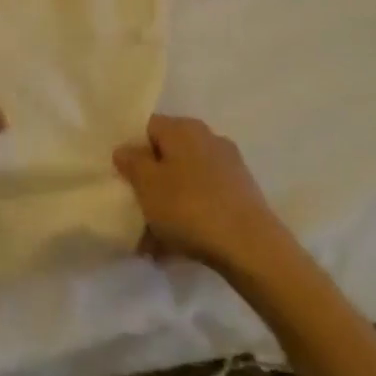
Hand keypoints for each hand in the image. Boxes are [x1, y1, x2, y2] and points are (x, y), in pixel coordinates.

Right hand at [113, 114, 284, 275]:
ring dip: (168, 205)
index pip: (148, 127)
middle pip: (168, 156)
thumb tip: (126, 149)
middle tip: (136, 210)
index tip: (122, 178)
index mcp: (182, 128)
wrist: (252, 248)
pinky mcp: (242, 195)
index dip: (131, 150)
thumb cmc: (189, 207)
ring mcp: (228, 167)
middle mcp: (207, 139)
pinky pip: (204, 200)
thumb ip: (131, 162)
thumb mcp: (147, 184)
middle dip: (151, 183)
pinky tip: (178, 248)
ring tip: (153, 241)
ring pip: (186, 182)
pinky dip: (190, 218)